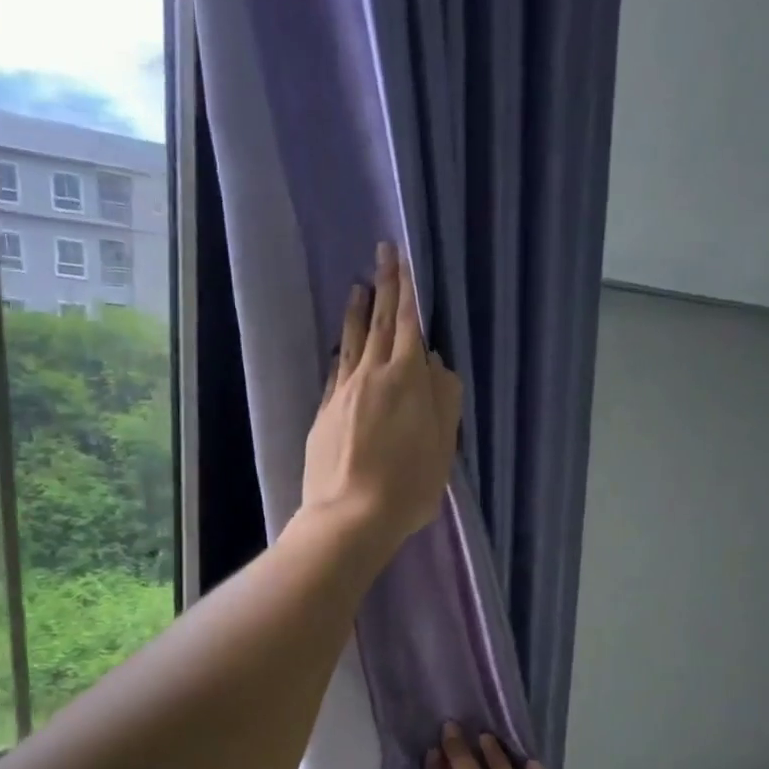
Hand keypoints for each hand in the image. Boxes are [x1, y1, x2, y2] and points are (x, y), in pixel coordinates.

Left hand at [300, 241, 462, 554]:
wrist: (351, 516)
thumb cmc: (408, 486)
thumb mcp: (443, 448)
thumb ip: (444, 401)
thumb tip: (436, 364)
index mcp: (408, 380)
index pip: (408, 324)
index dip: (407, 290)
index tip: (403, 259)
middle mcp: (373, 376)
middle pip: (378, 324)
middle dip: (383, 286)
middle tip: (382, 252)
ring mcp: (343, 394)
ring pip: (351, 343)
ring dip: (356, 312)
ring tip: (357, 287)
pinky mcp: (324, 414)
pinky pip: (335, 371)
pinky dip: (341, 352)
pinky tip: (341, 346)